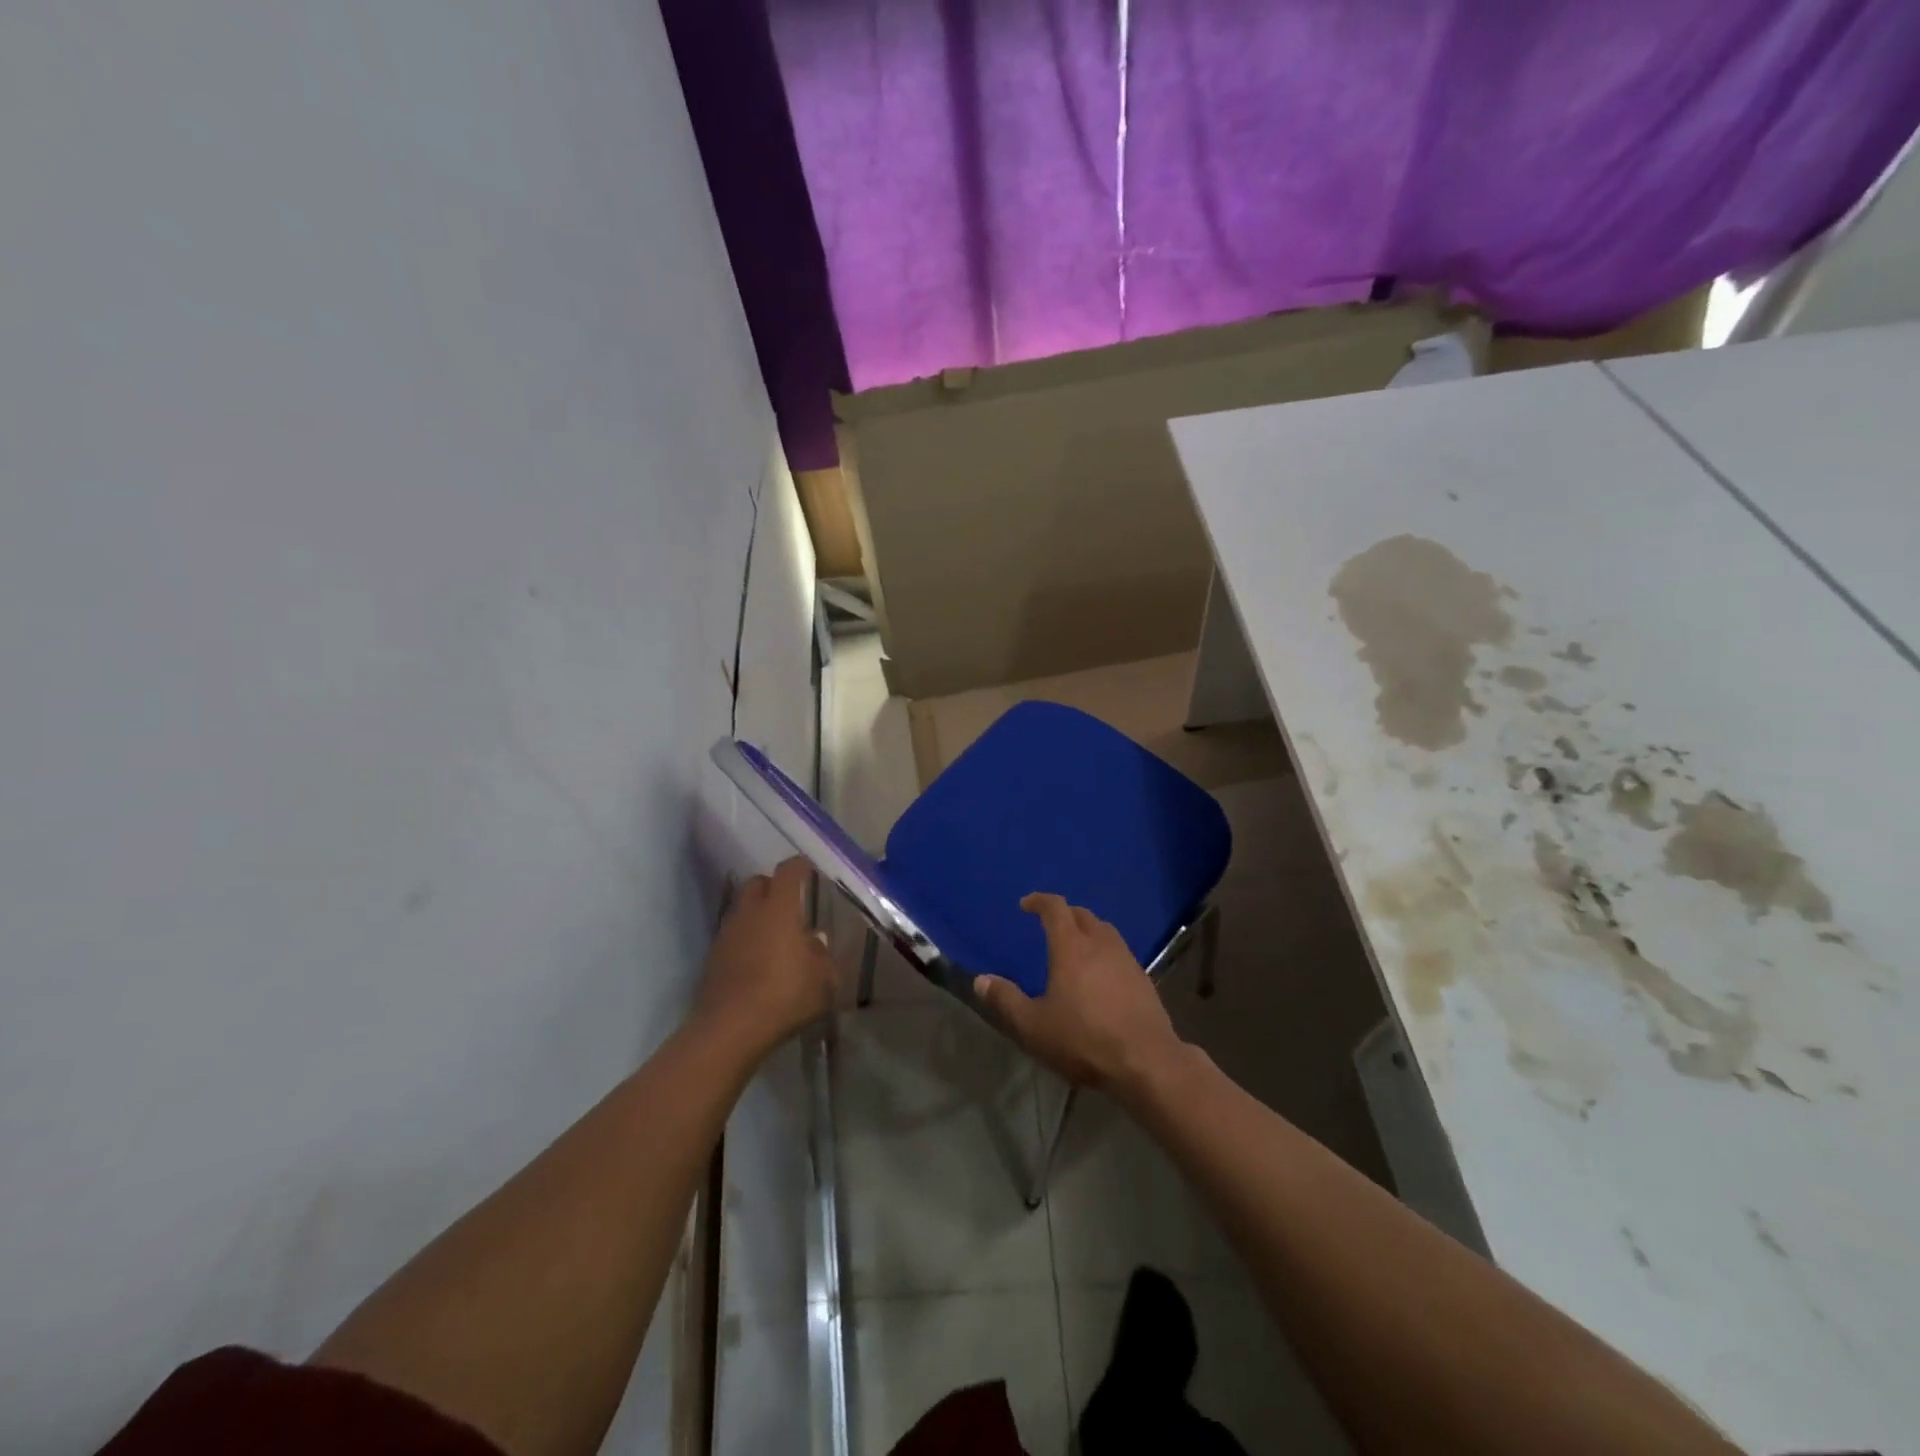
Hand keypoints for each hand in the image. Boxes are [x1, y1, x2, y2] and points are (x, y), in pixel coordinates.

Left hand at [694, 857, 837, 1061]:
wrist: (729, 1029)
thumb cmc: (785, 996)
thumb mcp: (823, 980)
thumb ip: (822, 956)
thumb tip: (815, 942)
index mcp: (780, 908)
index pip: (789, 870)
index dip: (800, 866)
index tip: (810, 870)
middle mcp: (750, 912)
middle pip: (758, 883)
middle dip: (774, 887)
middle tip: (791, 905)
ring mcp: (727, 933)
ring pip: (743, 910)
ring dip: (758, 916)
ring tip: (776, 938)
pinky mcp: (712, 957)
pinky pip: (733, 936)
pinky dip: (746, 940)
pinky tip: (758, 963)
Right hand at [973, 893, 1187, 1100]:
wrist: (1146, 1061)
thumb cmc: (1083, 1039)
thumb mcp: (1034, 1025)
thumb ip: (1006, 1000)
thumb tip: (981, 980)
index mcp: (1072, 947)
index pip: (1055, 908)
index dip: (1040, 901)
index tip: (1026, 904)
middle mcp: (1100, 944)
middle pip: (1082, 915)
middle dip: (1064, 914)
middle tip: (1049, 924)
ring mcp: (1126, 960)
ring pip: (1105, 931)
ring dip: (1088, 930)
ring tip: (1076, 946)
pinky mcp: (1143, 979)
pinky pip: (1120, 952)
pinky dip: (1105, 952)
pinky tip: (1101, 974)